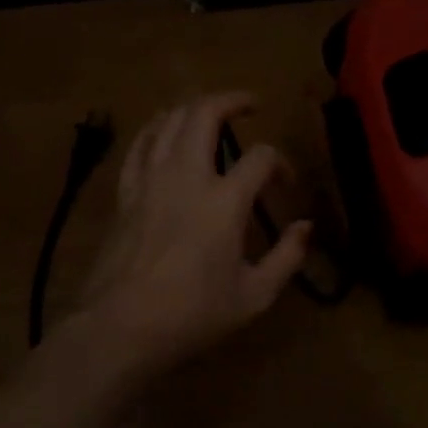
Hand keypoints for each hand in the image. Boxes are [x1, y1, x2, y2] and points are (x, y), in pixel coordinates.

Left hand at [67, 92, 310, 375]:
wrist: (121, 327)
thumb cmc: (192, 315)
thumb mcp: (254, 296)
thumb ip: (287, 258)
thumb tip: (306, 227)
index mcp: (224, 201)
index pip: (261, 157)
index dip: (280, 162)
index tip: (284, 182)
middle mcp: (186, 176)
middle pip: (205, 113)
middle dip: (232, 100)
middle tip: (249, 103)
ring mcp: (150, 179)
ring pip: (168, 120)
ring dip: (193, 106)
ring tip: (208, 111)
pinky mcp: (125, 192)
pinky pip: (139, 144)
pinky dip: (155, 128)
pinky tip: (163, 130)